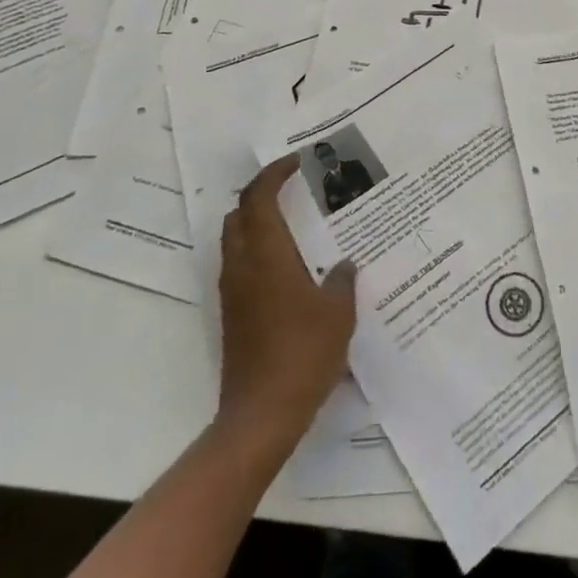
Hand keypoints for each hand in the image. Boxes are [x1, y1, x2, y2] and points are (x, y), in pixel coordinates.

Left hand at [216, 153, 356, 454]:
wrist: (261, 415)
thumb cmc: (303, 353)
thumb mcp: (338, 312)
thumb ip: (342, 280)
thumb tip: (344, 265)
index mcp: (267, 255)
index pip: (258, 198)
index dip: (274, 174)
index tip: (296, 162)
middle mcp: (242, 266)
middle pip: (238, 214)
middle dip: (260, 193)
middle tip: (291, 188)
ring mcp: (232, 293)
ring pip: (234, 240)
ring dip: (256, 221)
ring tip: (292, 221)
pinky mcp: (232, 316)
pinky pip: (239, 266)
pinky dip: (257, 250)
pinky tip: (288, 266)